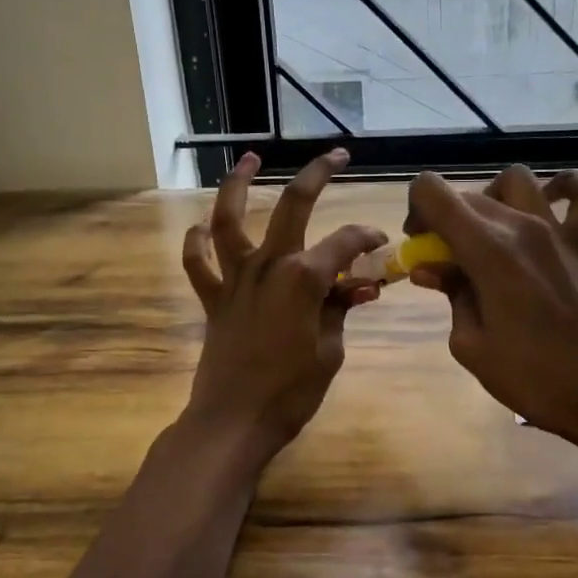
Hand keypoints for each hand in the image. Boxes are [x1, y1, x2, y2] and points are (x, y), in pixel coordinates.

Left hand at [182, 149, 387, 461]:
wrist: (234, 421)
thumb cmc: (291, 391)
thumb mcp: (330, 350)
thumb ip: (340, 310)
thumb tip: (359, 288)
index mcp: (304, 278)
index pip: (345, 243)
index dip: (367, 238)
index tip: (380, 243)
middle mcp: (268, 266)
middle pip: (292, 206)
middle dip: (317, 175)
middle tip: (335, 156)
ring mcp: (235, 279)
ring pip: (229, 220)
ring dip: (237, 185)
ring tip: (249, 160)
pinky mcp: (212, 298)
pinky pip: (198, 263)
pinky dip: (197, 243)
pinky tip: (201, 228)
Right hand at [406, 165, 577, 455]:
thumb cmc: (530, 377)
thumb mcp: (470, 345)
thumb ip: (450, 295)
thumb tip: (432, 269)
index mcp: (487, 250)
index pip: (433, 193)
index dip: (415, 211)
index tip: (419, 246)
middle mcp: (522, 226)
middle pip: (468, 195)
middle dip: (443, 218)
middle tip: (441, 260)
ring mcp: (557, 232)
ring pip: (515, 181)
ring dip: (490, 198)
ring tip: (485, 232)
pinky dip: (564, 190)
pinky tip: (548, 204)